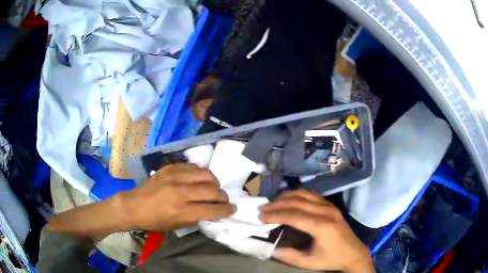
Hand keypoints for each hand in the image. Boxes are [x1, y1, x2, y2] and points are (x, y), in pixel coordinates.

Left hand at [123, 163, 234, 231]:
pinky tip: (198, 179)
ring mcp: (175, 176)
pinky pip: (193, 167)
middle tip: (223, 199)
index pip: (212, 209)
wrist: (134, 205)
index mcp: (182, 211)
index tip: (232, 209)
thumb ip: (197, 217)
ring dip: (214, 182)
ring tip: (212, 187)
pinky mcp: (170, 167)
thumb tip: (213, 209)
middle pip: (212, 190)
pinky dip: (200, 174)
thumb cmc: (155, 221)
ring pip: (206, 174)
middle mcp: (180, 192)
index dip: (226, 210)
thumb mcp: (177, 225)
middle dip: (223, 196)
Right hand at [259, 189, 373, 272]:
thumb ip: (289, 256)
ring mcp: (330, 206)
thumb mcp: (309, 262)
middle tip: (262, 208)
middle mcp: (326, 212)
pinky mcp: (331, 205)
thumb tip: (271, 248)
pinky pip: (312, 194)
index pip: (294, 216)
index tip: (260, 216)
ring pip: (304, 194)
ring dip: (286, 196)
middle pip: (297, 202)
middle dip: (277, 204)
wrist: (353, 252)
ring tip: (272, 202)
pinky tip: (289, 198)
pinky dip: (297, 194)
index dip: (275, 215)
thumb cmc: (332, 258)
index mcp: (322, 227)